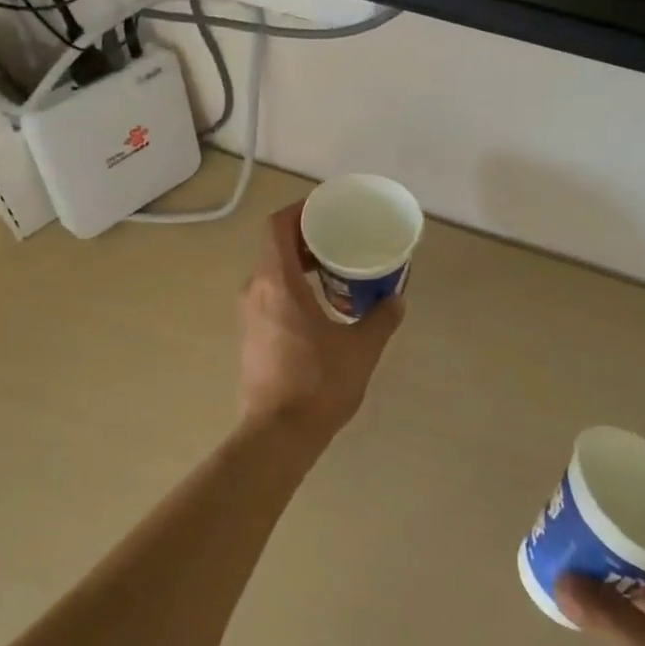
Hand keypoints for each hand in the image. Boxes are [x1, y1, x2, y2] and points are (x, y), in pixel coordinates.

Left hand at [236, 201, 403, 444]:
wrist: (276, 436)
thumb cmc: (317, 384)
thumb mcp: (360, 349)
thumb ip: (381, 319)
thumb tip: (396, 299)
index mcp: (277, 282)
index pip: (277, 226)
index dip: (300, 210)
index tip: (328, 209)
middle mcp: (255, 291)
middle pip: (275, 246)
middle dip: (306, 236)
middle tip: (341, 237)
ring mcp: (249, 315)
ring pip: (272, 272)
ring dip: (300, 263)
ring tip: (336, 268)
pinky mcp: (251, 336)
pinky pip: (270, 294)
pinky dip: (293, 286)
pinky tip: (321, 304)